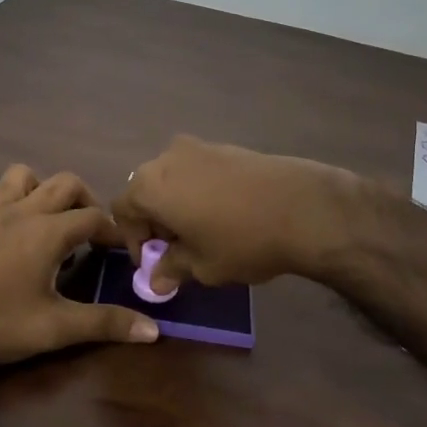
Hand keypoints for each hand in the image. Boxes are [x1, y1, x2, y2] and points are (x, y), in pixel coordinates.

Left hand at [0, 165, 161, 367]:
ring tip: (47, 218)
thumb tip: (154, 330)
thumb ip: (105, 324)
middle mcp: (22, 211)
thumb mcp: (55, 329)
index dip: (115, 232)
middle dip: (86, 200)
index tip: (124, 254)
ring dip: (38, 188)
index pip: (95, 218)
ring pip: (19, 175)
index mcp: (48, 232)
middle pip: (64, 183)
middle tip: (91, 233)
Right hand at [111, 135, 354, 293]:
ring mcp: (198, 147)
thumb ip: (172, 269)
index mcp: (150, 186)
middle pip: (146, 190)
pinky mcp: (226, 146)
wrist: (303, 208)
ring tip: (202, 231)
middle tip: (176, 248)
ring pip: (173, 178)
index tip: (154, 262)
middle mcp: (166, 159)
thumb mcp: (202, 266)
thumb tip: (156, 280)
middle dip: (155, 220)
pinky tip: (225, 213)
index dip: (133, 240)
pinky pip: (198, 170)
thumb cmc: (241, 240)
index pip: (123, 211)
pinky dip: (199, 191)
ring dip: (177, 204)